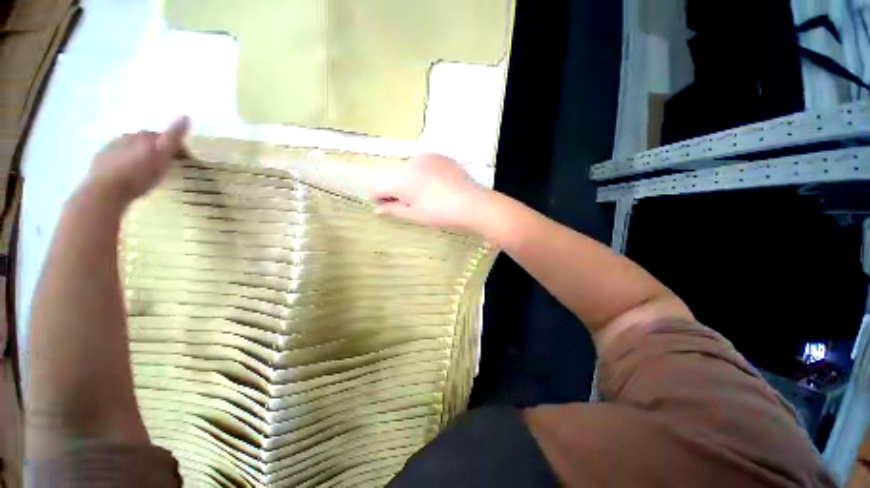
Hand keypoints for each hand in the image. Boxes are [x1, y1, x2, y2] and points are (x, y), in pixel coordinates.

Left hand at [83, 116, 189, 205]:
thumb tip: (186, 115)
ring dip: (137, 155)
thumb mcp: (162, 156)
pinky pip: (116, 158)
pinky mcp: (100, 162)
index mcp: (141, 136)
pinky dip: (124, 163)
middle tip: (163, 163)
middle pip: (143, 141)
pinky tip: (127, 173)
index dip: (171, 145)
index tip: (181, 157)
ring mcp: (109, 149)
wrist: (105, 191)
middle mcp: (125, 138)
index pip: (160, 135)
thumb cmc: (138, 175)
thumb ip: (172, 137)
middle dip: (153, 149)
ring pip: (128, 148)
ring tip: (145, 169)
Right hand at [371, 154, 487, 231]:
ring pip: (408, 169)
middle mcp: (410, 162)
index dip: (379, 199)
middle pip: (393, 177)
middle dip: (396, 190)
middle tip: (411, 203)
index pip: (377, 187)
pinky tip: (437, 185)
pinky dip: (423, 174)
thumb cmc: (440, 213)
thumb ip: (393, 209)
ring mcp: (426, 157)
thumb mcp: (414, 215)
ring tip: (427, 194)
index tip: (389, 207)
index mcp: (400, 179)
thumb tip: (378, 209)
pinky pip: (423, 164)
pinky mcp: (439, 156)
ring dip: (410, 181)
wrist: (471, 204)